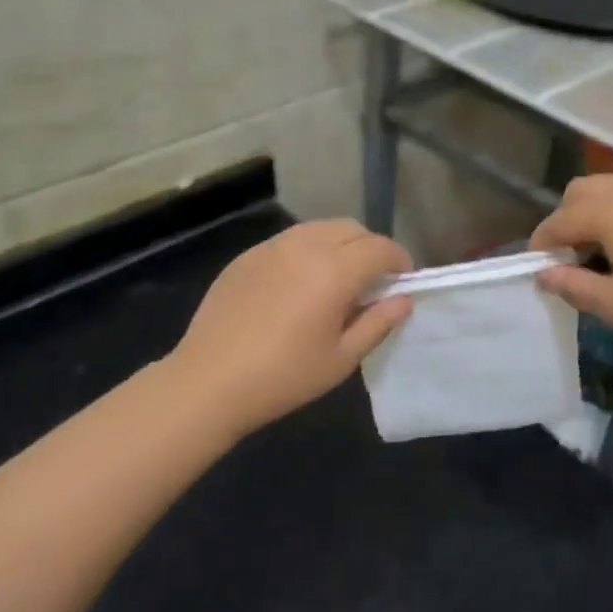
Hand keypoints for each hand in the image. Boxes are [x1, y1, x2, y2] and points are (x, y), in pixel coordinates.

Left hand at [168, 220, 413, 433]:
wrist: (208, 382)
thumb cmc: (283, 377)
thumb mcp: (340, 359)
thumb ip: (378, 323)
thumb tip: (404, 300)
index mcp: (333, 271)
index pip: (380, 248)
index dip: (399, 260)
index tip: (403, 280)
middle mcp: (305, 247)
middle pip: (352, 230)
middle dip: (371, 248)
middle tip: (374, 281)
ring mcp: (272, 247)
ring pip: (320, 229)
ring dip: (341, 244)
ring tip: (339, 278)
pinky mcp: (248, 256)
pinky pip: (290, 240)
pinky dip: (309, 250)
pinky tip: (300, 283)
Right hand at [530, 175, 612, 356]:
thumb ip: (571, 285)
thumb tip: (543, 274)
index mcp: (609, 209)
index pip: (557, 221)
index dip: (541, 247)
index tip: (539, 274)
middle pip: (578, 193)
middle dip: (565, 223)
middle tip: (572, 263)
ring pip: (605, 189)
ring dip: (590, 216)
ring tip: (600, 258)